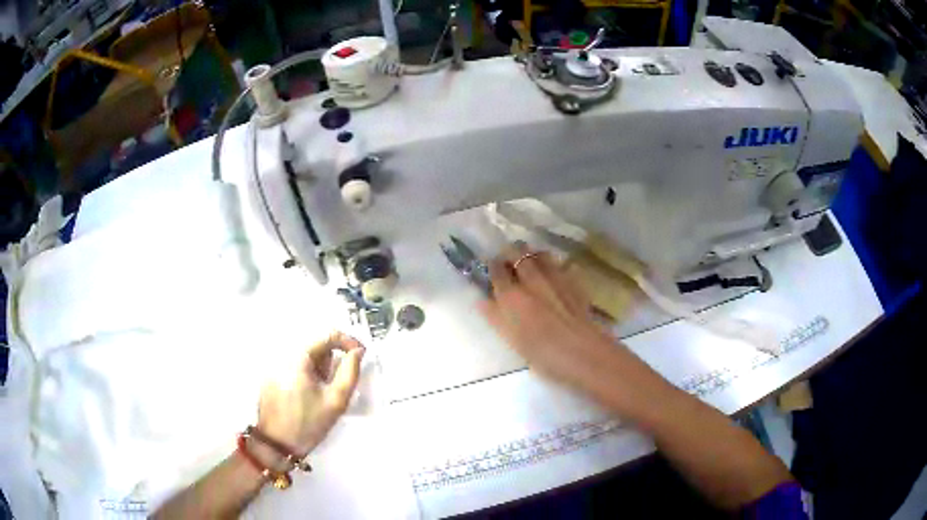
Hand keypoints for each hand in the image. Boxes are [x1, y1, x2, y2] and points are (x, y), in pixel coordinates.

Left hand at [256, 332, 364, 455]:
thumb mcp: (336, 401)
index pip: (328, 335)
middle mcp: (283, 355)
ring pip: (306, 358)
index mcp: (298, 358)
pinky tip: (307, 398)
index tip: (361, 355)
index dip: (348, 342)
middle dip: (331, 362)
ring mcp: (274, 366)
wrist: (277, 445)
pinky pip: (295, 367)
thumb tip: (357, 352)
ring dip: (319, 370)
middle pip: (316, 346)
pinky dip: (307, 376)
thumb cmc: (308, 423)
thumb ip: (350, 372)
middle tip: (335, 386)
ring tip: (321, 395)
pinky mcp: (270, 377)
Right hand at [479, 244, 624, 396]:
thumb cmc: (543, 353)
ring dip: (532, 254)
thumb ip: (495, 317)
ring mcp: (555, 277)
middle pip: (518, 252)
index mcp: (511, 295)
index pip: (496, 269)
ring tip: (530, 263)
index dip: (492, 266)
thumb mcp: (512, 340)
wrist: (583, 353)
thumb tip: (482, 300)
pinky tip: (556, 273)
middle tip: (508, 261)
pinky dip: (556, 265)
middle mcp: (531, 279)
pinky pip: (562, 264)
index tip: (491, 269)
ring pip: (540, 253)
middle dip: (510, 253)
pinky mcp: (574, 281)